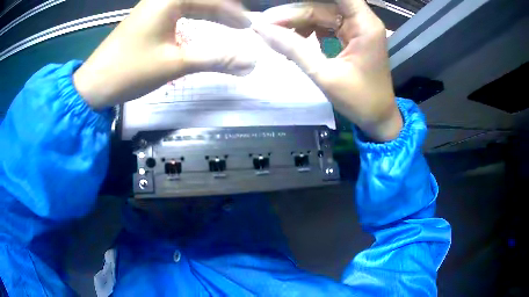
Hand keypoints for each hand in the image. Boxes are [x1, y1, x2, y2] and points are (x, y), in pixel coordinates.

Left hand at [74, 0, 254, 108]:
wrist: (94, 85)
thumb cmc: (130, 71)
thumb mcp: (175, 64)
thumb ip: (215, 59)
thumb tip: (251, 62)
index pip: (212, 0)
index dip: (234, 14)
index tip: (250, 28)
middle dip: (225, 9)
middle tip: (242, 26)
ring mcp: (153, 6)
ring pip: (191, 3)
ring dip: (211, 11)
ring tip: (228, 24)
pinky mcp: (147, 17)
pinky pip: (179, 10)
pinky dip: (195, 16)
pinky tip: (202, 25)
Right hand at [252, 0, 401, 141]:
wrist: (377, 118)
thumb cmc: (359, 100)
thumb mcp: (324, 75)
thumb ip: (293, 48)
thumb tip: (261, 29)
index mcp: (364, 24)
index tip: (284, 3)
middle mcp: (361, 20)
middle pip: (322, 5)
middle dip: (292, 14)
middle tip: (264, 26)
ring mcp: (356, 28)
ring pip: (320, 14)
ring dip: (297, 23)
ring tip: (276, 38)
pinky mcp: (350, 36)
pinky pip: (324, 25)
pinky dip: (307, 32)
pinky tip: (294, 43)